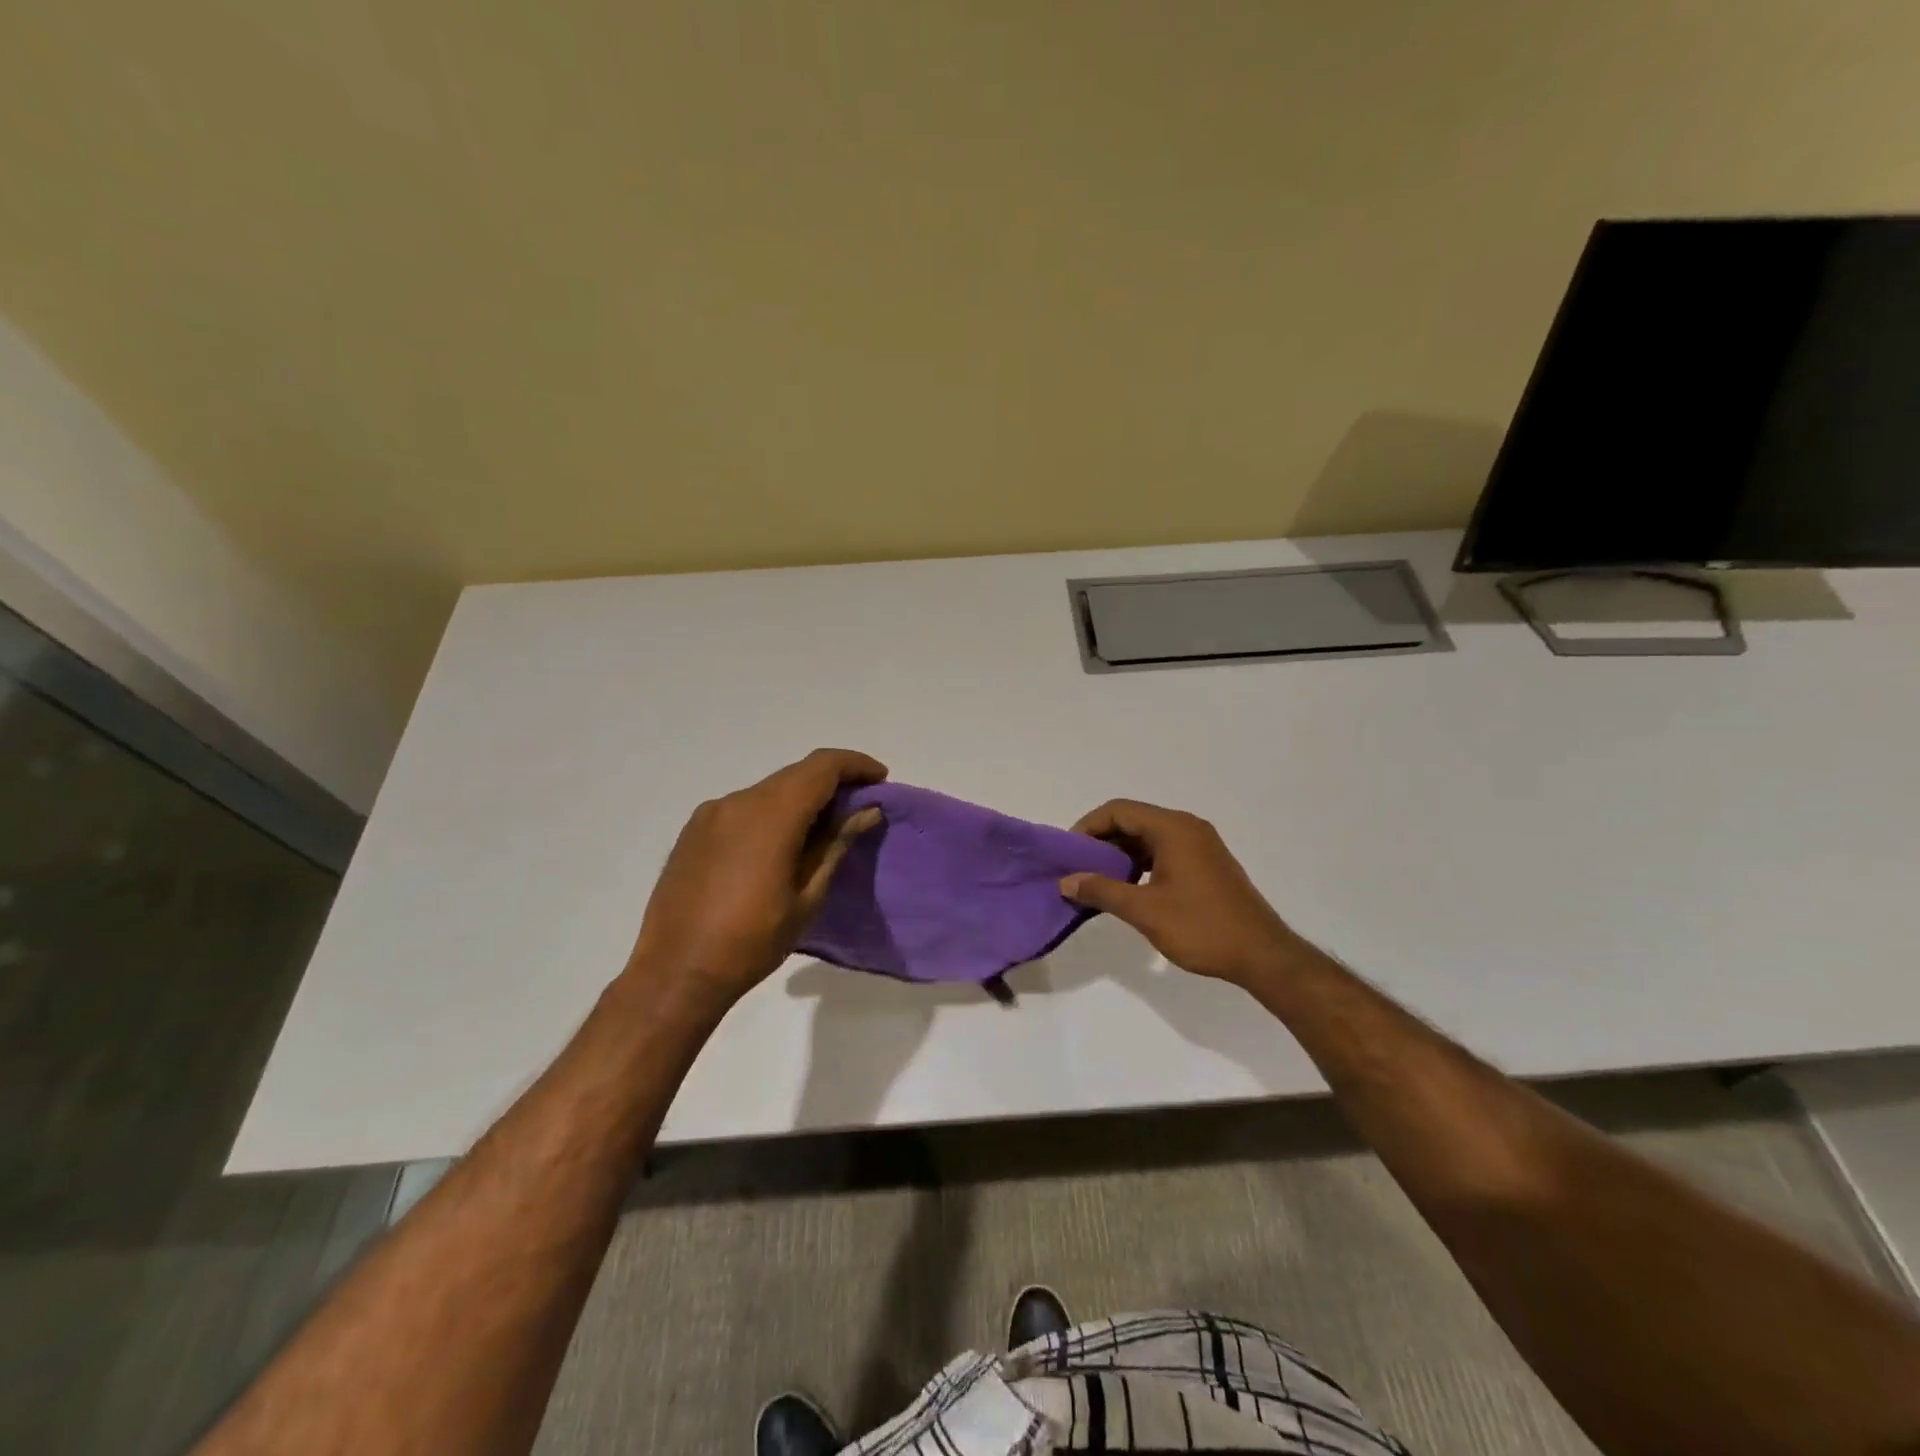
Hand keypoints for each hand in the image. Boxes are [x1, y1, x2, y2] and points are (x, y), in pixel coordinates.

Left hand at [626, 748, 886, 1009]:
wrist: (676, 972)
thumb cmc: (752, 941)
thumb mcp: (807, 897)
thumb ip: (836, 844)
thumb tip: (866, 810)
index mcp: (770, 815)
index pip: (822, 767)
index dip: (855, 765)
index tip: (881, 779)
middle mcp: (738, 802)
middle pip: (795, 774)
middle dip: (832, 782)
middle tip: (859, 807)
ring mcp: (711, 814)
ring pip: (769, 790)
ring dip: (800, 799)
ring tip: (822, 830)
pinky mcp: (694, 831)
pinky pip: (743, 807)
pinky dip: (771, 813)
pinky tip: (779, 844)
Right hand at [1060, 799, 1300, 988]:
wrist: (1262, 955)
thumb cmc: (1201, 927)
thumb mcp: (1144, 910)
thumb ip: (1102, 891)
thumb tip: (1066, 881)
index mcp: (1173, 828)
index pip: (1119, 810)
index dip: (1088, 827)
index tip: (1069, 854)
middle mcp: (1187, 827)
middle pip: (1133, 820)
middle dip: (1102, 842)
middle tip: (1078, 869)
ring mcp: (1200, 844)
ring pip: (1148, 837)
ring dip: (1121, 854)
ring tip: (1097, 881)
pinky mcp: (1206, 863)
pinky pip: (1164, 851)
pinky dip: (1141, 863)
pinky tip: (1129, 889)